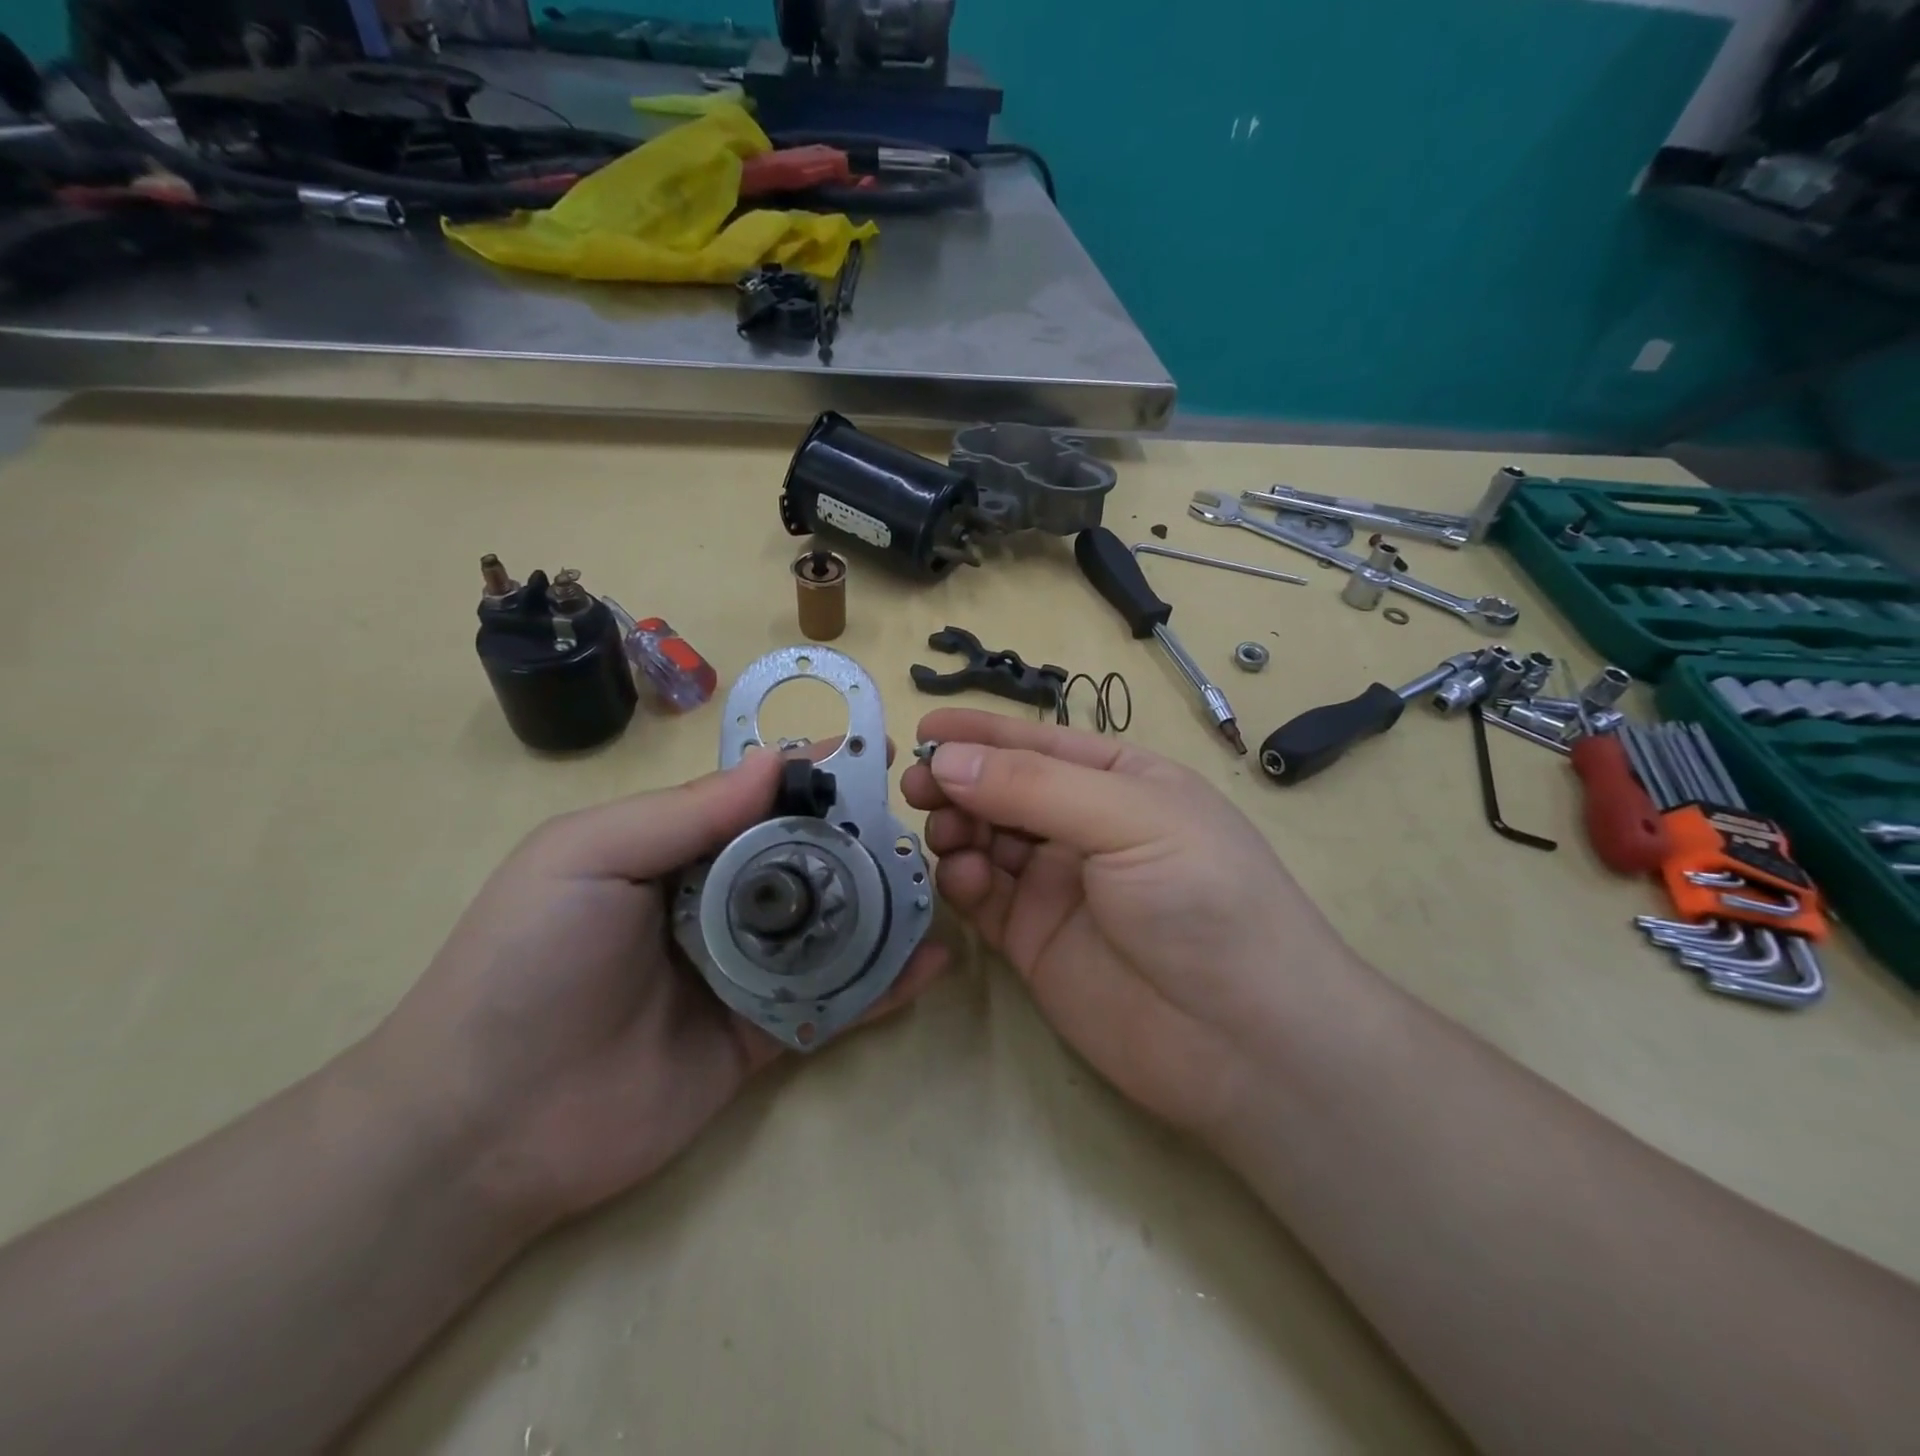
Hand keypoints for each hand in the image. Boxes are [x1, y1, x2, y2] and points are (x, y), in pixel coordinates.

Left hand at [365, 747, 947, 1231]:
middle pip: (808, 858)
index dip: (815, 773)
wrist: (484, 1125)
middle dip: (863, 836)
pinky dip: (885, 982)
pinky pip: (836, 1001)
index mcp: (678, 849)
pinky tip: (933, 959)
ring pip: (832, 926)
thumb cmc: (528, 963)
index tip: (875, 751)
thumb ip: (686, 811)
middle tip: (923, 820)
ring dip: (884, 903)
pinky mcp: (765, 1035)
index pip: (760, 798)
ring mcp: (747, 970)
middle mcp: (720, 902)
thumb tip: (777, 762)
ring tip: (940, 881)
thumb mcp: (589, 857)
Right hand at [902, 709, 1371, 1140]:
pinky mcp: (1034, 939)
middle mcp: (1084, 827)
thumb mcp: (1129, 818)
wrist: (1243, 1041)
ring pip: (986, 841)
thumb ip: (1033, 786)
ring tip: (945, 832)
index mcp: (1119, 782)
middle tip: (918, 787)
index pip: (1038, 744)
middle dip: (960, 782)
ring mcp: (1057, 885)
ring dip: (958, 828)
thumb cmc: (1203, 898)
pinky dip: (964, 881)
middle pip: (1004, 790)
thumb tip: (946, 759)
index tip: (925, 729)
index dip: (982, 734)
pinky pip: (984, 897)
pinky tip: (964, 878)